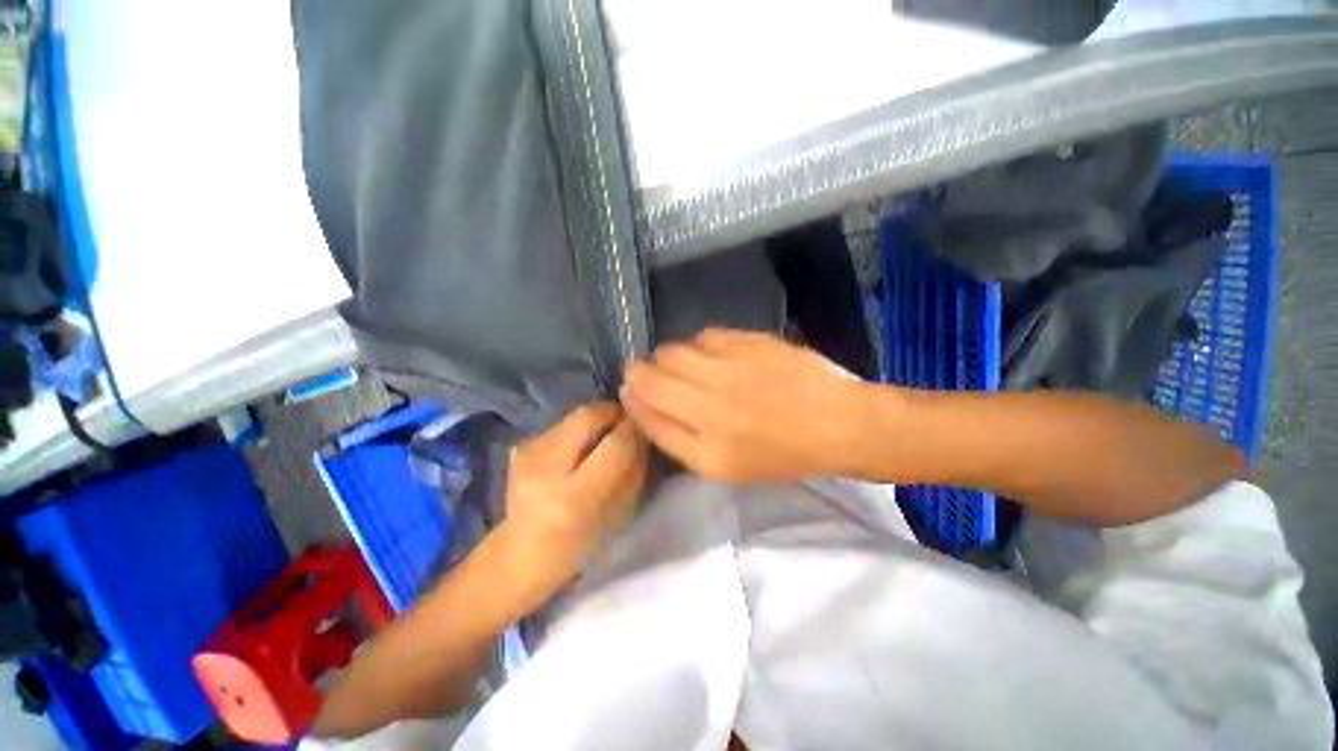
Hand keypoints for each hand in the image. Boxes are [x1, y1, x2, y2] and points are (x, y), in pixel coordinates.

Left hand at [499, 402, 648, 595]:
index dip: (634, 429)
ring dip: (595, 421)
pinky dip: (578, 429)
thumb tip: (641, 433)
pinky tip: (579, 449)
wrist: (522, 556)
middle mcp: (545, 471)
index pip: (615, 444)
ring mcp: (526, 456)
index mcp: (574, 498)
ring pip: (574, 416)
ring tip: (603, 438)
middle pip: (587, 416)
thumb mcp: (619, 515)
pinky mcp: (519, 448)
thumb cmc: (580, 546)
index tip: (645, 425)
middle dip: (613, 413)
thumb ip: (634, 470)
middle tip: (626, 422)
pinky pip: (561, 425)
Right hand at [620, 328, 870, 483]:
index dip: (632, 400)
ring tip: (681, 363)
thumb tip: (645, 404)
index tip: (629, 390)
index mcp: (707, 452)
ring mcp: (730, 372)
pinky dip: (698, 343)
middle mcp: (711, 410)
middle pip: (650, 380)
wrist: (838, 424)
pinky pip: (703, 335)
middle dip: (637, 372)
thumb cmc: (782, 453)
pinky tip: (711, 353)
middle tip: (643, 370)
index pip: (647, 417)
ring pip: (671, 352)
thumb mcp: (728, 466)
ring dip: (666, 356)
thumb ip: (682, 440)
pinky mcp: (748, 343)